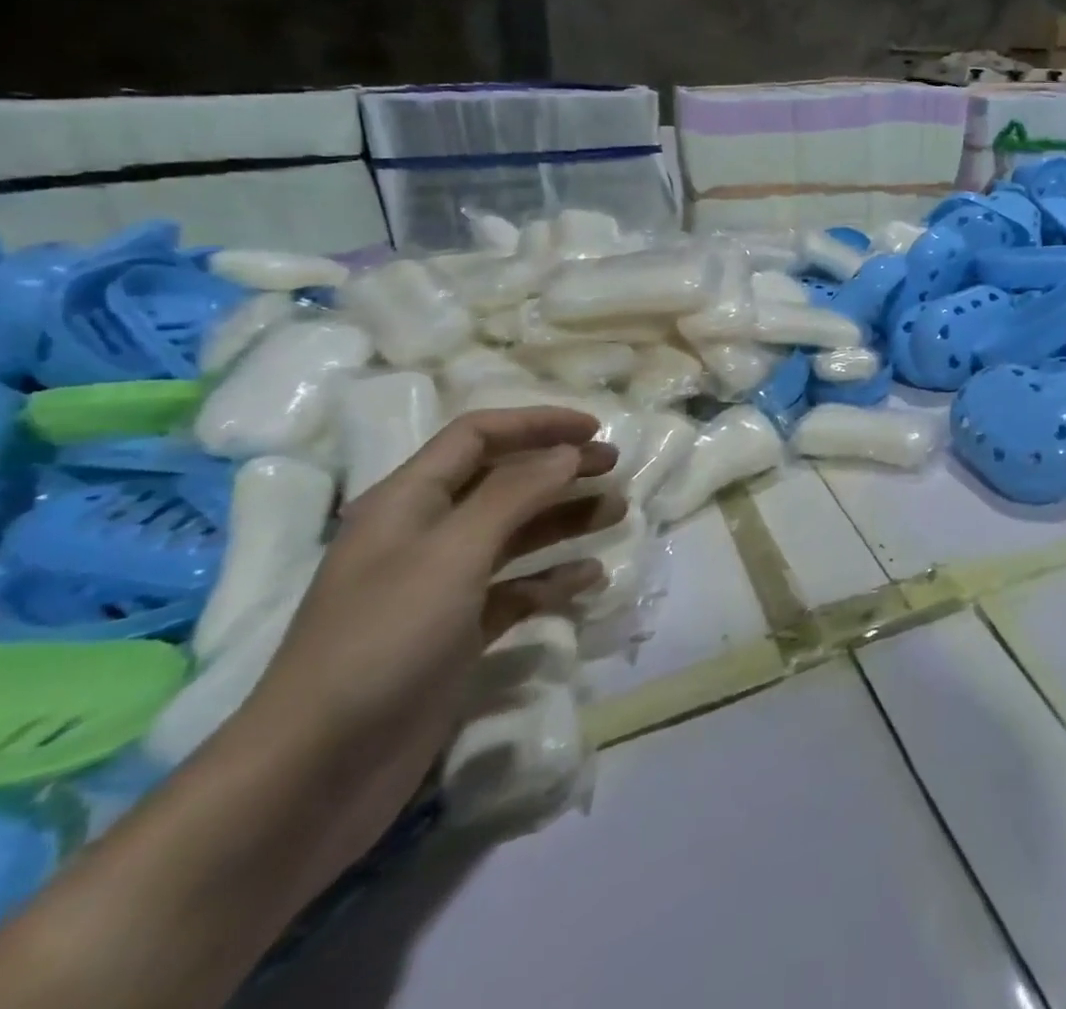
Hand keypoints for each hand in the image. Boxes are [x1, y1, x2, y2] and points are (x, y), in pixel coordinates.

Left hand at [222, 407, 619, 890]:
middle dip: (560, 469)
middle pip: (503, 481)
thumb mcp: (453, 552)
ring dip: (566, 519)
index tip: (594, 430)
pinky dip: (553, 579)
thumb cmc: (384, 641)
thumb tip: (568, 452)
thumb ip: (516, 492)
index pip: (477, 435)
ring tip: (618, 514)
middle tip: (616, 469)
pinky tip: (589, 581)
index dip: (537, 423)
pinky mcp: (456, 635)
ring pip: (515, 534)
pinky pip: (516, 590)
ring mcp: (439, 588)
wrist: (314, 775)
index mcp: (407, 501)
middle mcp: (424, 535)